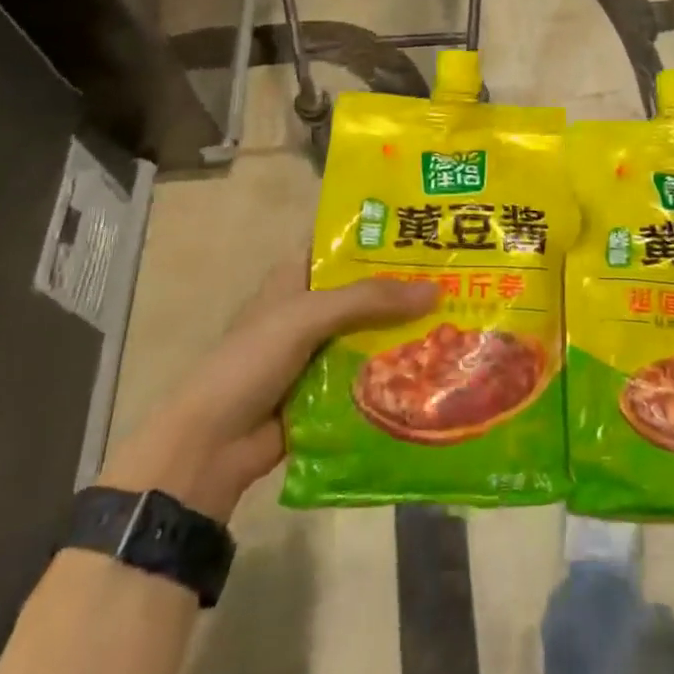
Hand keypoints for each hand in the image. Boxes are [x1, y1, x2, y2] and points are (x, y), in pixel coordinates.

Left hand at [99, 265, 437, 522]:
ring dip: (406, 331)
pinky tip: (437, 368)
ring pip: (371, 332)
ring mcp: (319, 351)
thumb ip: (368, 300)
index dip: (381, 233)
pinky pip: (369, 374)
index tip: (428, 226)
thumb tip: (436, 290)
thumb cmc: (251, 361)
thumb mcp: (307, 317)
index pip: (343, 243)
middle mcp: (311, 308)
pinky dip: (396, 372)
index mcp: (296, 277)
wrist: (211, 446)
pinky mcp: (328, 391)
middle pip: (365, 290)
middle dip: (406, 286)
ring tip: (461, 319)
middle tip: (461, 276)